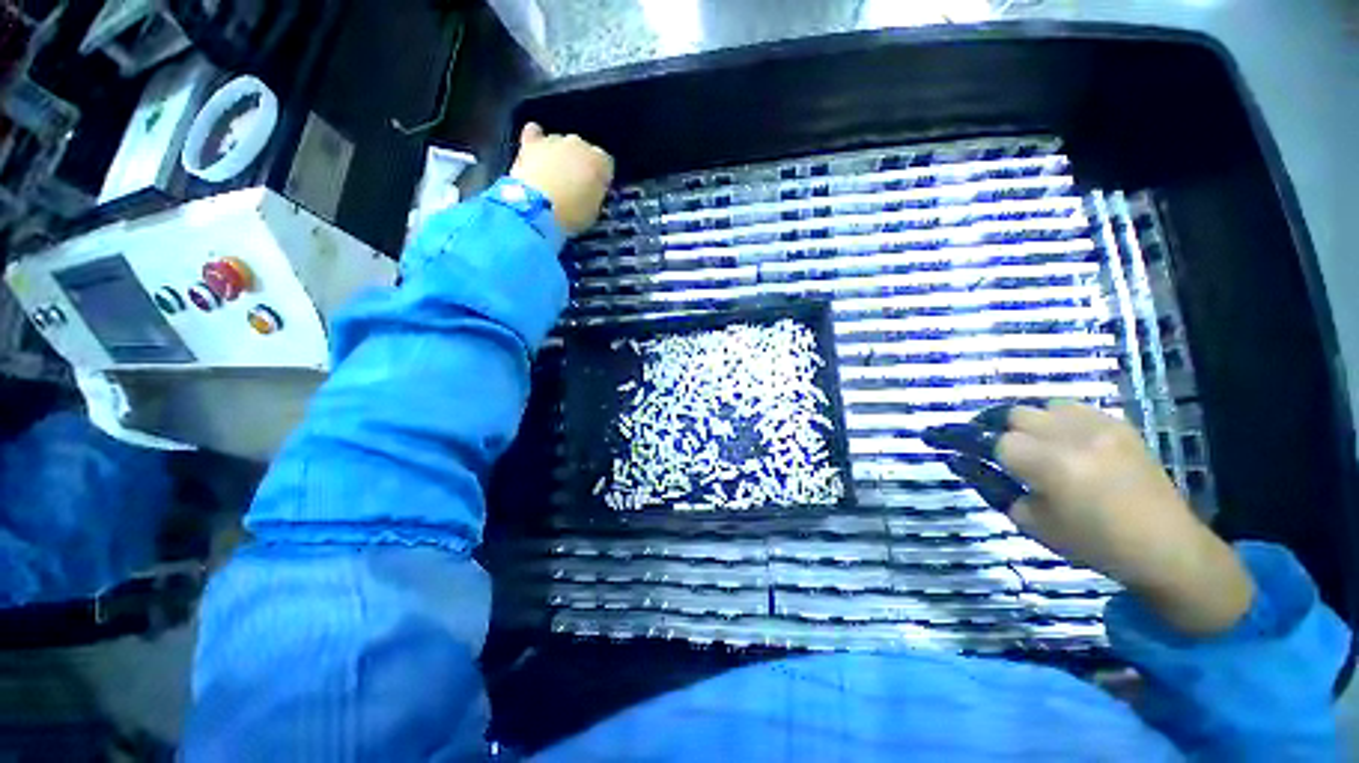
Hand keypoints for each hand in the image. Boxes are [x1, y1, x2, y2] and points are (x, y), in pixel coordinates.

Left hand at [510, 122, 613, 235]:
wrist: (539, 208)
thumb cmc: (573, 214)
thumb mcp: (594, 210)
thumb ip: (594, 194)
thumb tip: (589, 191)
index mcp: (600, 161)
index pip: (606, 164)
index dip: (600, 178)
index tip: (595, 190)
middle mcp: (580, 144)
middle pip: (583, 150)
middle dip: (579, 165)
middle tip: (573, 186)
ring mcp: (555, 140)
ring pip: (560, 144)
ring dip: (559, 157)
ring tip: (551, 178)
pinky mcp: (532, 143)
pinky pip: (534, 133)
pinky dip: (536, 140)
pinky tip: (535, 153)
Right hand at [926, 403, 1252, 635]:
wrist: (1166, 545)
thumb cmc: (1092, 543)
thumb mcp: (1030, 521)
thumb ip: (989, 485)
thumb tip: (958, 460)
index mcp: (1049, 465)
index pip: (988, 439)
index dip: (960, 438)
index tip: (936, 437)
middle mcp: (1071, 436)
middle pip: (1012, 415)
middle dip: (992, 427)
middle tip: (984, 444)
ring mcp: (1099, 426)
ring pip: (1040, 406)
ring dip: (1025, 422)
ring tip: (1026, 441)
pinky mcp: (1118, 423)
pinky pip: (1072, 408)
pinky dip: (1054, 419)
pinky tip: (1059, 439)